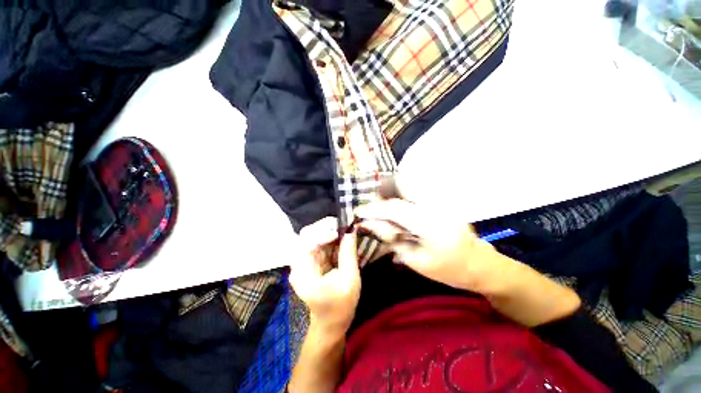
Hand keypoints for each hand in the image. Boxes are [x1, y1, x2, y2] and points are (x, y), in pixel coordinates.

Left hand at [290, 217, 360, 335]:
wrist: (331, 323)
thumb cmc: (341, 306)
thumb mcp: (350, 279)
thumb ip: (349, 252)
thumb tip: (351, 229)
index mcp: (303, 272)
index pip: (307, 241)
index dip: (324, 232)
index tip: (342, 232)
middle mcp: (299, 263)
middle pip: (308, 235)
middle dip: (327, 228)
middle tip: (345, 226)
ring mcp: (304, 261)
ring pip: (314, 236)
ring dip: (330, 231)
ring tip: (346, 231)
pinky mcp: (311, 261)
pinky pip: (320, 243)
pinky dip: (331, 238)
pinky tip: (342, 239)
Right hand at [355, 180, 504, 294]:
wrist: (480, 264)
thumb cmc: (448, 269)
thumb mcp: (415, 260)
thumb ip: (391, 238)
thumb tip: (368, 223)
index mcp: (431, 224)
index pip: (394, 209)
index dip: (374, 209)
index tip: (358, 212)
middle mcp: (436, 204)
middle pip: (402, 186)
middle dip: (382, 193)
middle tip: (371, 207)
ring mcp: (441, 198)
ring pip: (408, 184)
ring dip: (391, 192)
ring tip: (382, 207)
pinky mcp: (442, 198)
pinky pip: (415, 189)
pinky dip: (401, 194)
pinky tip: (397, 207)